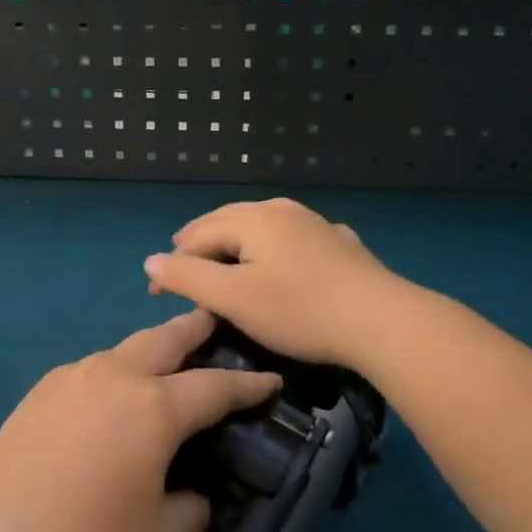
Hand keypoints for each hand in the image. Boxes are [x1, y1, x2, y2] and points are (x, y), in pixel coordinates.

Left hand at [0, 310, 279, 531]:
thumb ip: (190, 505)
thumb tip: (193, 493)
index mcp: (154, 407)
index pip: (215, 387)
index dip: (249, 384)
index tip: (271, 378)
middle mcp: (114, 376)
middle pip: (165, 338)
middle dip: (195, 328)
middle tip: (214, 323)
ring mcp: (71, 378)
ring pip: (124, 350)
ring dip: (152, 352)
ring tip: (165, 368)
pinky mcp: (39, 392)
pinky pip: (92, 370)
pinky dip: (115, 374)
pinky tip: (112, 403)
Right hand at [142, 199, 404, 365]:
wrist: (381, 321)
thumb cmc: (299, 310)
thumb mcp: (233, 298)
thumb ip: (188, 277)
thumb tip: (150, 261)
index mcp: (253, 219)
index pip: (197, 235)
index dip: (172, 264)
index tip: (157, 296)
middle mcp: (282, 210)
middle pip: (227, 222)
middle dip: (200, 245)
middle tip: (181, 268)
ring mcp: (314, 223)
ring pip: (261, 228)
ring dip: (235, 244)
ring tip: (223, 261)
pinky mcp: (340, 244)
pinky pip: (292, 240)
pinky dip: (272, 250)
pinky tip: (280, 260)